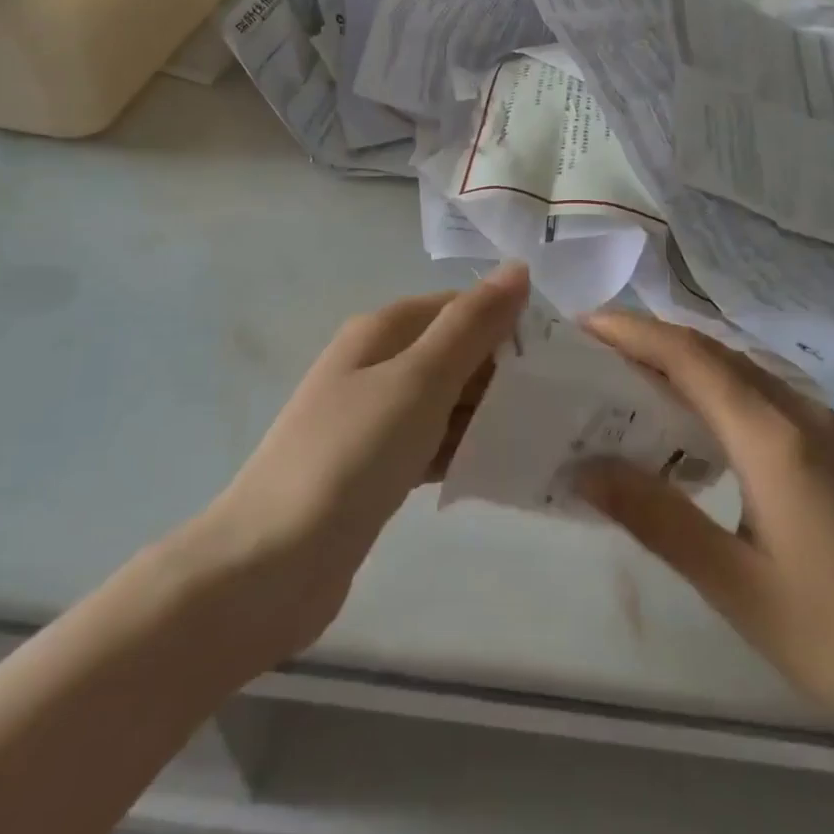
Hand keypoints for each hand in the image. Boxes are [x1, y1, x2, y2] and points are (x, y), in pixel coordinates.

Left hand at [196, 262, 528, 668]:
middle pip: (455, 353)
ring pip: (447, 402)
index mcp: (383, 330)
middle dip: (505, 373)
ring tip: (549, 436)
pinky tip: (503, 469)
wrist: (269, 565)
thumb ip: (471, 325)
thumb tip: (517, 267)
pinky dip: (464, 450)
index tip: (562, 357)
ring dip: (490, 414)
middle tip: (565, 404)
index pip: (461, 308)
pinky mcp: (376, 467)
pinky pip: (433, 443)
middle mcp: (377, 364)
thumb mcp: (419, 381)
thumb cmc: (350, 456)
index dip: (509, 324)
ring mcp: (373, 418)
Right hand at [575, 311, 833, 760]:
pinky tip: (690, 425)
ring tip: (623, 381)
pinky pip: (758, 394)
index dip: (631, 332)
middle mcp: (796, 411)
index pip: (687, 355)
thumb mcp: (740, 587)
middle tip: (588, 353)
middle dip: (646, 340)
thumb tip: (585, 467)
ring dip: (678, 362)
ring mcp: (823, 426)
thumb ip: (658, 518)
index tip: (579, 326)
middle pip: (710, 352)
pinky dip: (710, 389)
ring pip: (736, 370)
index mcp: (771, 435)